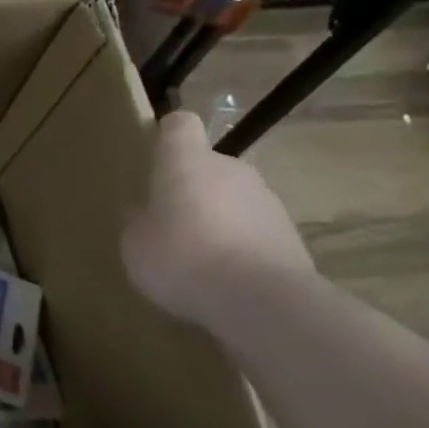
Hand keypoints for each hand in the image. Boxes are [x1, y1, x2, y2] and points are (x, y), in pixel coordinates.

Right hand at [120, 111, 313, 326]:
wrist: (264, 302)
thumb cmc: (183, 258)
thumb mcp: (136, 244)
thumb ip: (140, 223)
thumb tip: (146, 215)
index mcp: (186, 161)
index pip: (180, 125)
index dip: (168, 136)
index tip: (157, 155)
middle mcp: (230, 169)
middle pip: (208, 166)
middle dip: (192, 189)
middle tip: (171, 223)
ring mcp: (267, 201)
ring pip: (234, 200)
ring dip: (219, 220)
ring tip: (201, 260)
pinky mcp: (292, 237)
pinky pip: (255, 232)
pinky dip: (242, 248)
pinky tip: (227, 280)